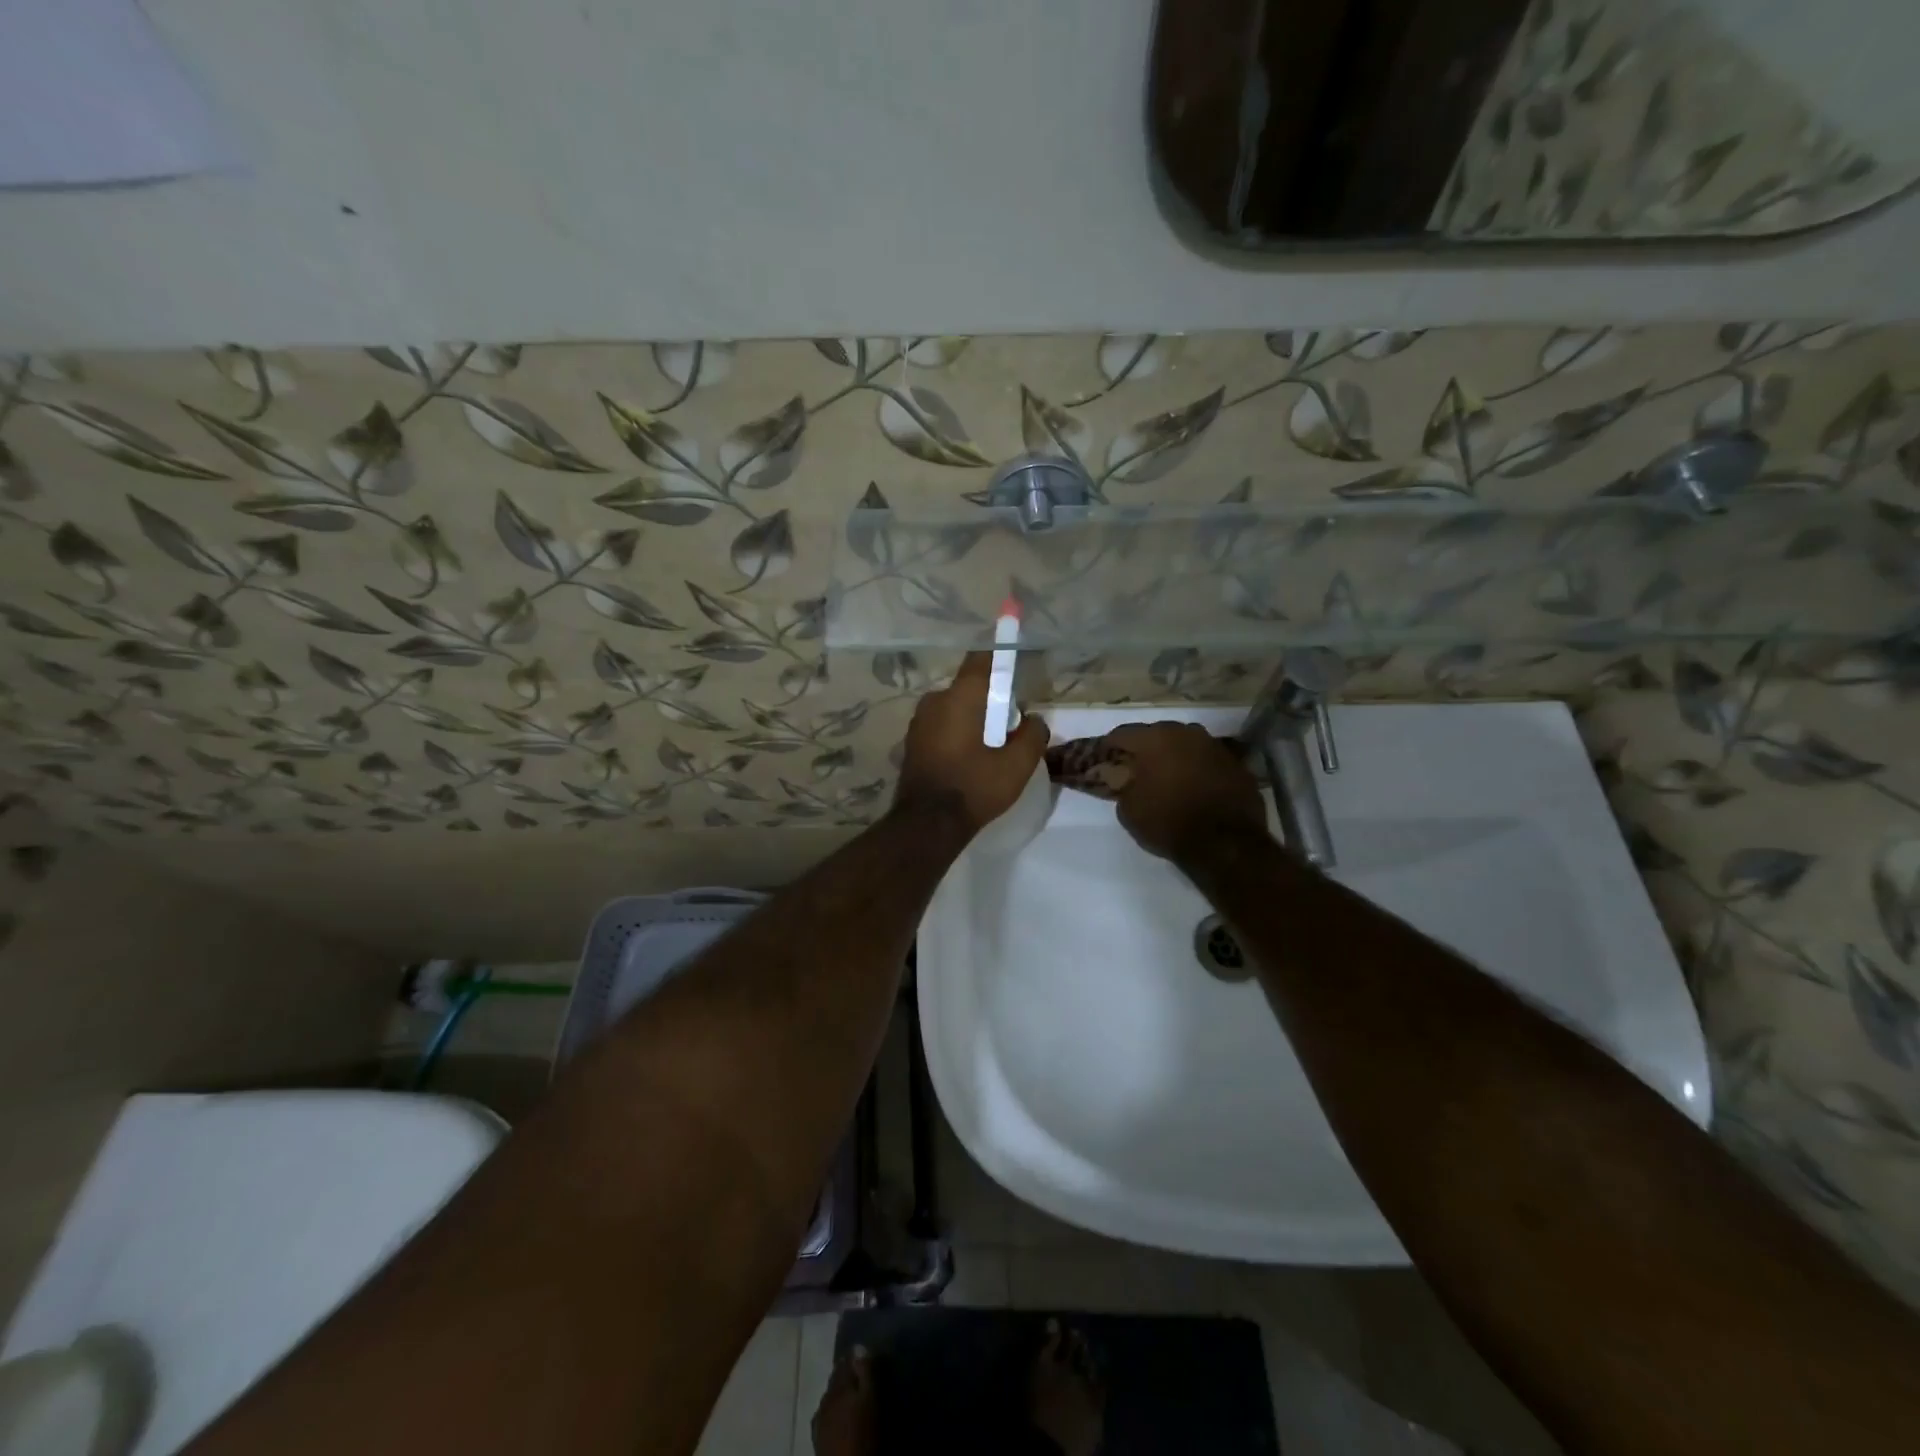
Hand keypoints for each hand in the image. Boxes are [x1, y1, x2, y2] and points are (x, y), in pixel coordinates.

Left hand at [895, 653, 1049, 832]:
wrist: (927, 824)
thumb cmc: (974, 788)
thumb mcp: (1017, 765)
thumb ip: (1033, 735)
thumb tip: (1034, 720)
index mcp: (960, 696)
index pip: (982, 659)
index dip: (1000, 654)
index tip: (1015, 656)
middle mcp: (935, 700)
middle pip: (970, 687)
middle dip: (991, 699)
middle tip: (1011, 724)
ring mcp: (919, 721)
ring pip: (955, 708)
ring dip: (973, 718)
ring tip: (991, 747)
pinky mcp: (912, 741)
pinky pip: (942, 725)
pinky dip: (957, 732)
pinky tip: (970, 758)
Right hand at [1101, 721, 1266, 860]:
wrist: (1226, 844)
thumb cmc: (1168, 822)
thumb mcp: (1129, 810)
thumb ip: (1123, 785)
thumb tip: (1126, 778)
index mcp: (1155, 739)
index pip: (1123, 734)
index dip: (1110, 746)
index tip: (1105, 758)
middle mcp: (1186, 733)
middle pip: (1158, 734)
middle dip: (1146, 748)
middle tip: (1137, 767)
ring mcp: (1215, 746)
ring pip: (1186, 744)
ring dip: (1175, 756)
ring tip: (1167, 776)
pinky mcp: (1237, 764)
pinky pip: (1208, 761)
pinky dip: (1198, 769)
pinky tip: (1194, 787)